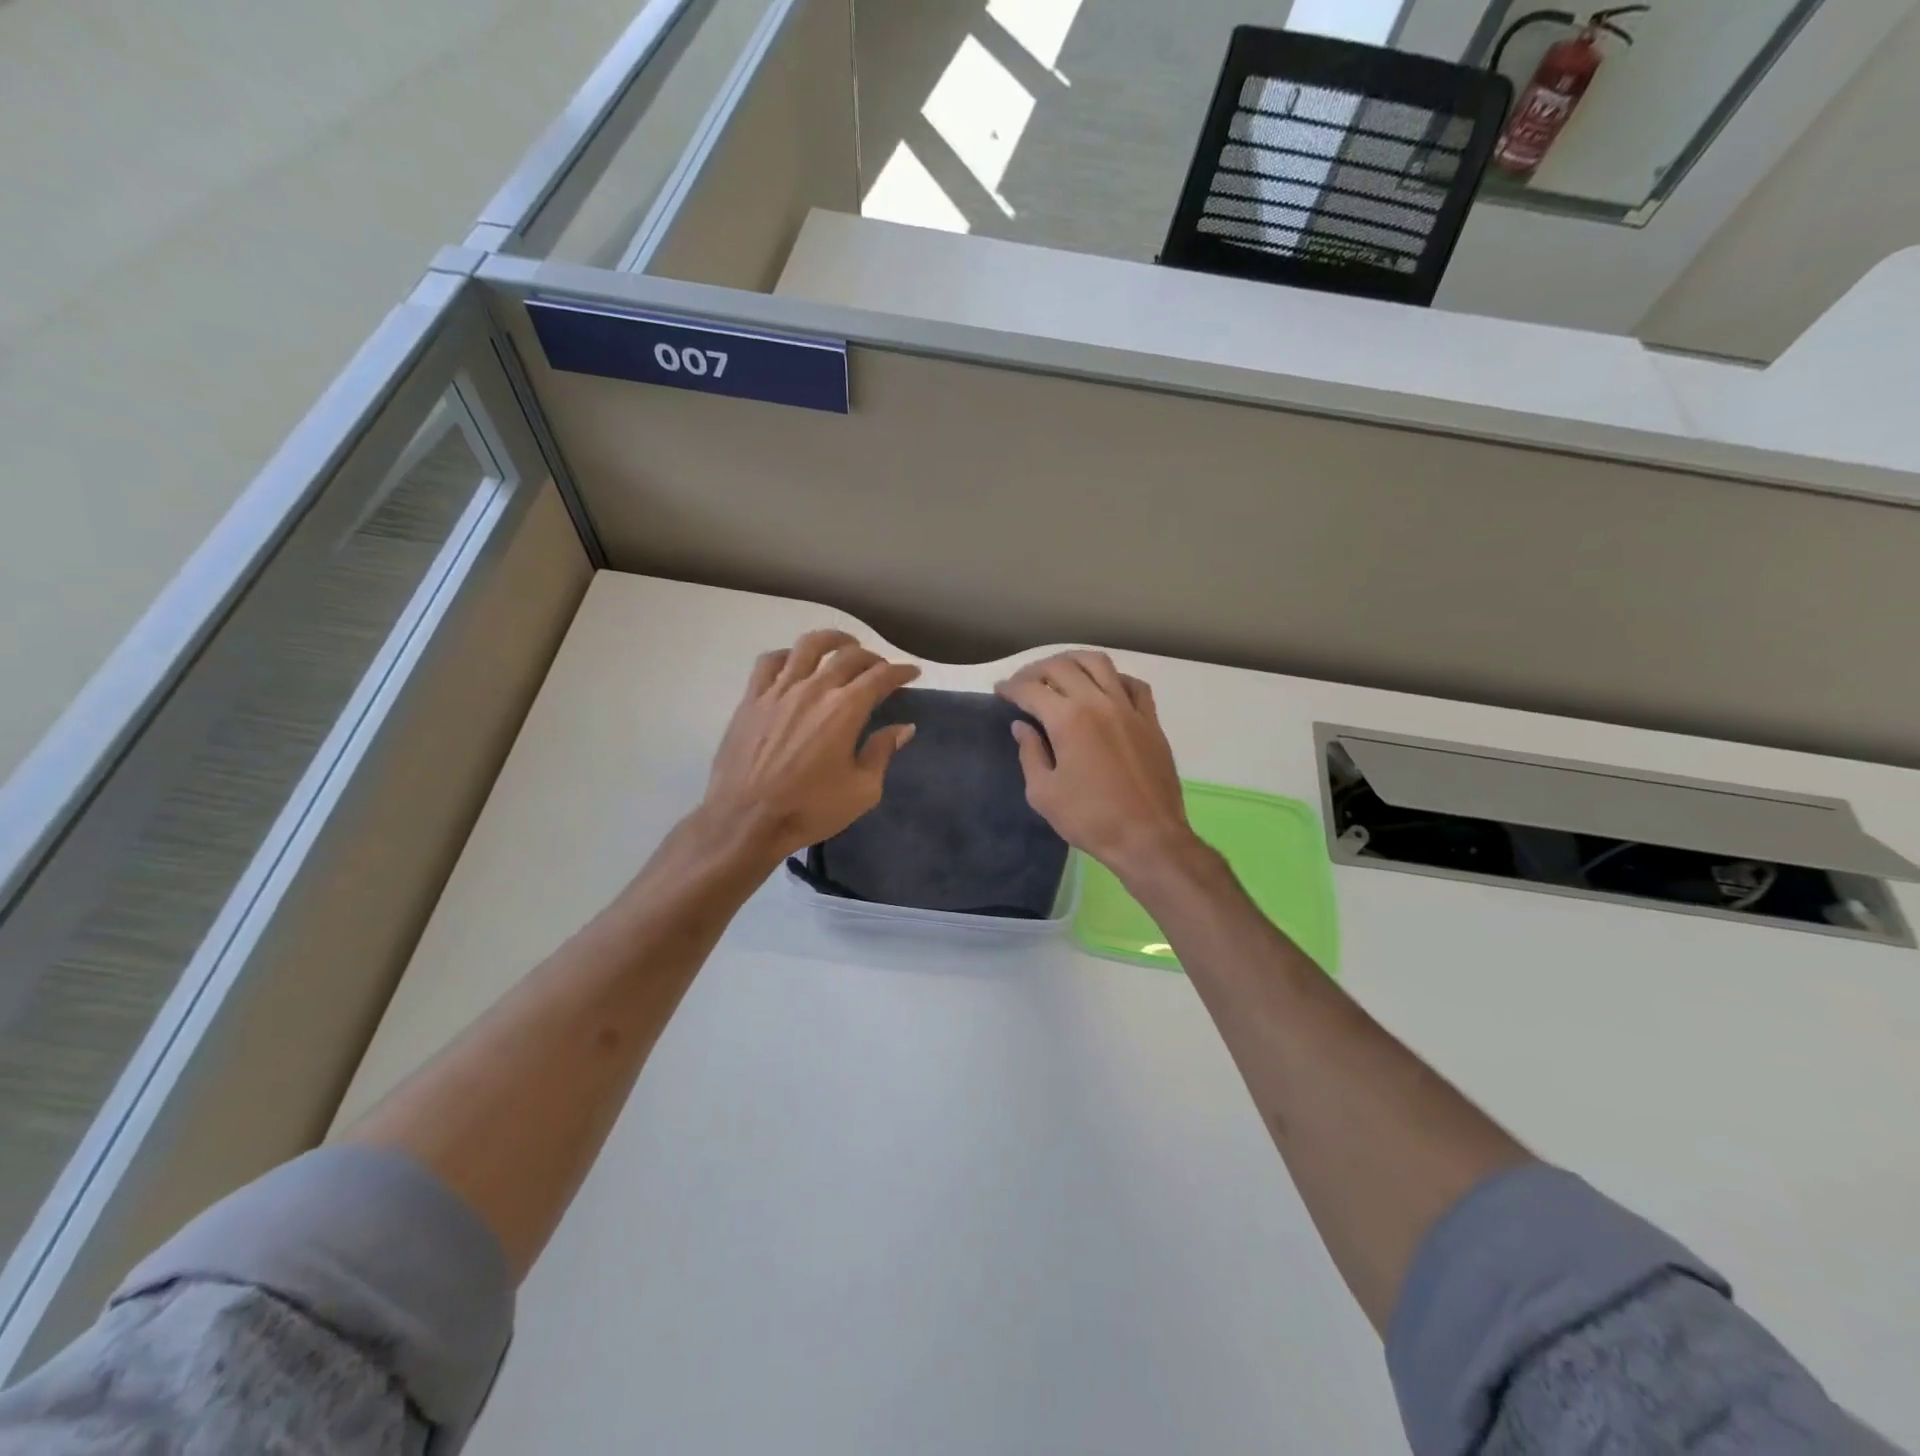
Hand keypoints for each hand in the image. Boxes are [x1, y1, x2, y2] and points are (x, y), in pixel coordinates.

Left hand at [698, 630, 919, 863]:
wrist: (746, 820)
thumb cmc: (810, 809)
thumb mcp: (862, 790)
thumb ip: (882, 752)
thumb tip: (903, 728)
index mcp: (845, 710)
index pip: (881, 676)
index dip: (901, 671)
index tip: (912, 672)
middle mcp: (814, 689)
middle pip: (848, 656)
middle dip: (872, 657)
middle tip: (881, 667)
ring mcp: (779, 690)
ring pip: (808, 646)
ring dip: (832, 640)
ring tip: (842, 644)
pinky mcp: (751, 699)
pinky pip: (770, 662)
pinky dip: (788, 655)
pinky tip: (795, 662)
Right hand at [996, 651, 1196, 880]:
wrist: (1148, 837)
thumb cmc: (1090, 819)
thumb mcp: (1044, 793)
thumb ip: (1030, 754)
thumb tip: (1022, 727)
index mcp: (1068, 719)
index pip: (1032, 690)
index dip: (1011, 687)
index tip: (999, 691)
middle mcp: (1099, 702)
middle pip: (1062, 667)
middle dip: (1036, 670)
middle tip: (1023, 683)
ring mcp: (1129, 708)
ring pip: (1099, 663)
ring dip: (1073, 661)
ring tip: (1060, 672)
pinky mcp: (1150, 720)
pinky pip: (1133, 684)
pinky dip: (1113, 678)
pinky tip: (1104, 688)